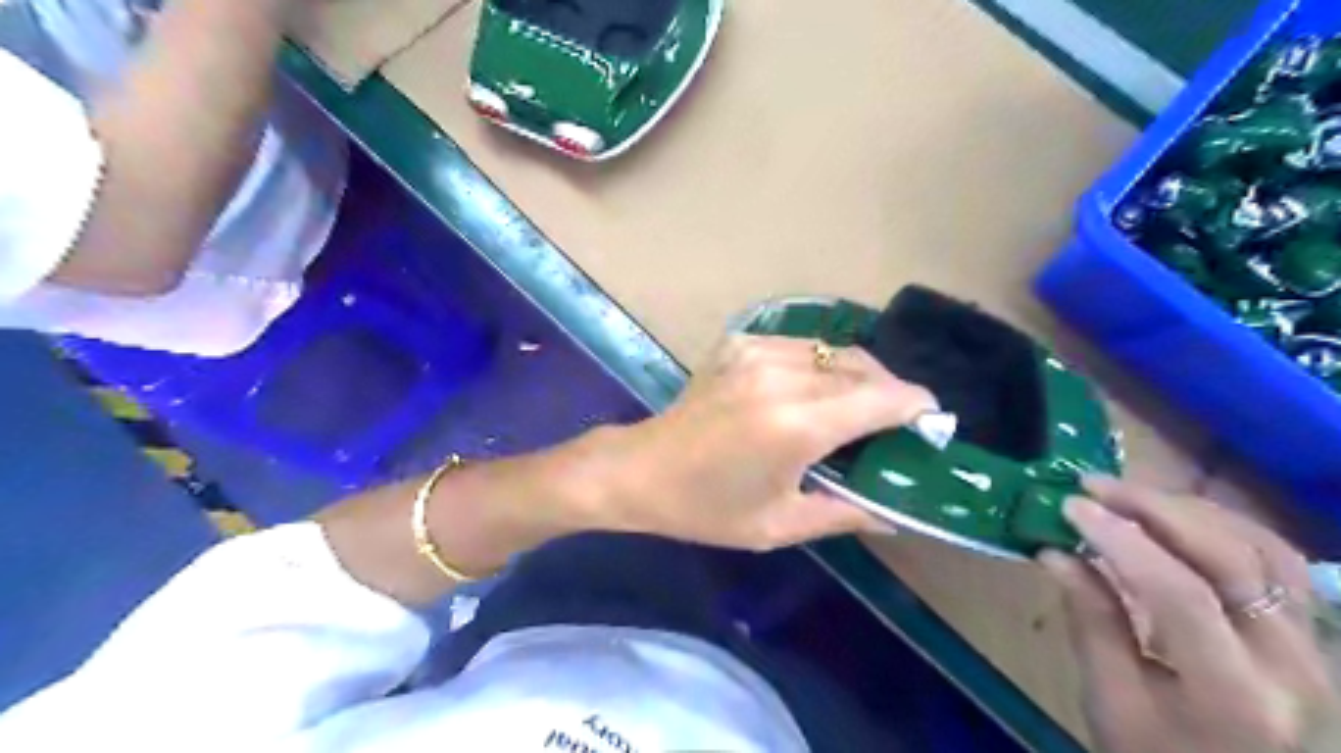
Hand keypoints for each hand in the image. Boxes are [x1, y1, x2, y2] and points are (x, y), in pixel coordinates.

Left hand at [584, 336, 933, 551]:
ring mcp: (757, 351)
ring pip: (833, 350)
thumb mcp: (780, 526)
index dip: (916, 406)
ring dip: (856, 374)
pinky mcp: (739, 343)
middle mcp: (782, 376)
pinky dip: (819, 364)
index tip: (930, 422)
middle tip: (894, 421)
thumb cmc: (708, 508)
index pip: (882, 398)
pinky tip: (811, 390)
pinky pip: (800, 345)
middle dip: (890, 390)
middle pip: (862, 367)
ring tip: (856, 405)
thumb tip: (894, 514)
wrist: (641, 470)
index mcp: (796, 425)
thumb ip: (845, 515)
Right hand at [1046, 479, 1340, 750]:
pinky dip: (1225, 527)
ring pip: (1266, 549)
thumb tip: (1054, 551)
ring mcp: (1314, 649)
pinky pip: (1280, 562)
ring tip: (1130, 496)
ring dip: (1192, 511)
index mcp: (1233, 696)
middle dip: (1155, 509)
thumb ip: (1090, 621)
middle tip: (1094, 486)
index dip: (1121, 540)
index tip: (1070, 505)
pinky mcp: (1311, 637)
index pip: (1179, 593)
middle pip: (1232, 558)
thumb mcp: (1111, 701)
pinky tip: (1179, 519)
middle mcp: (1290, 666)